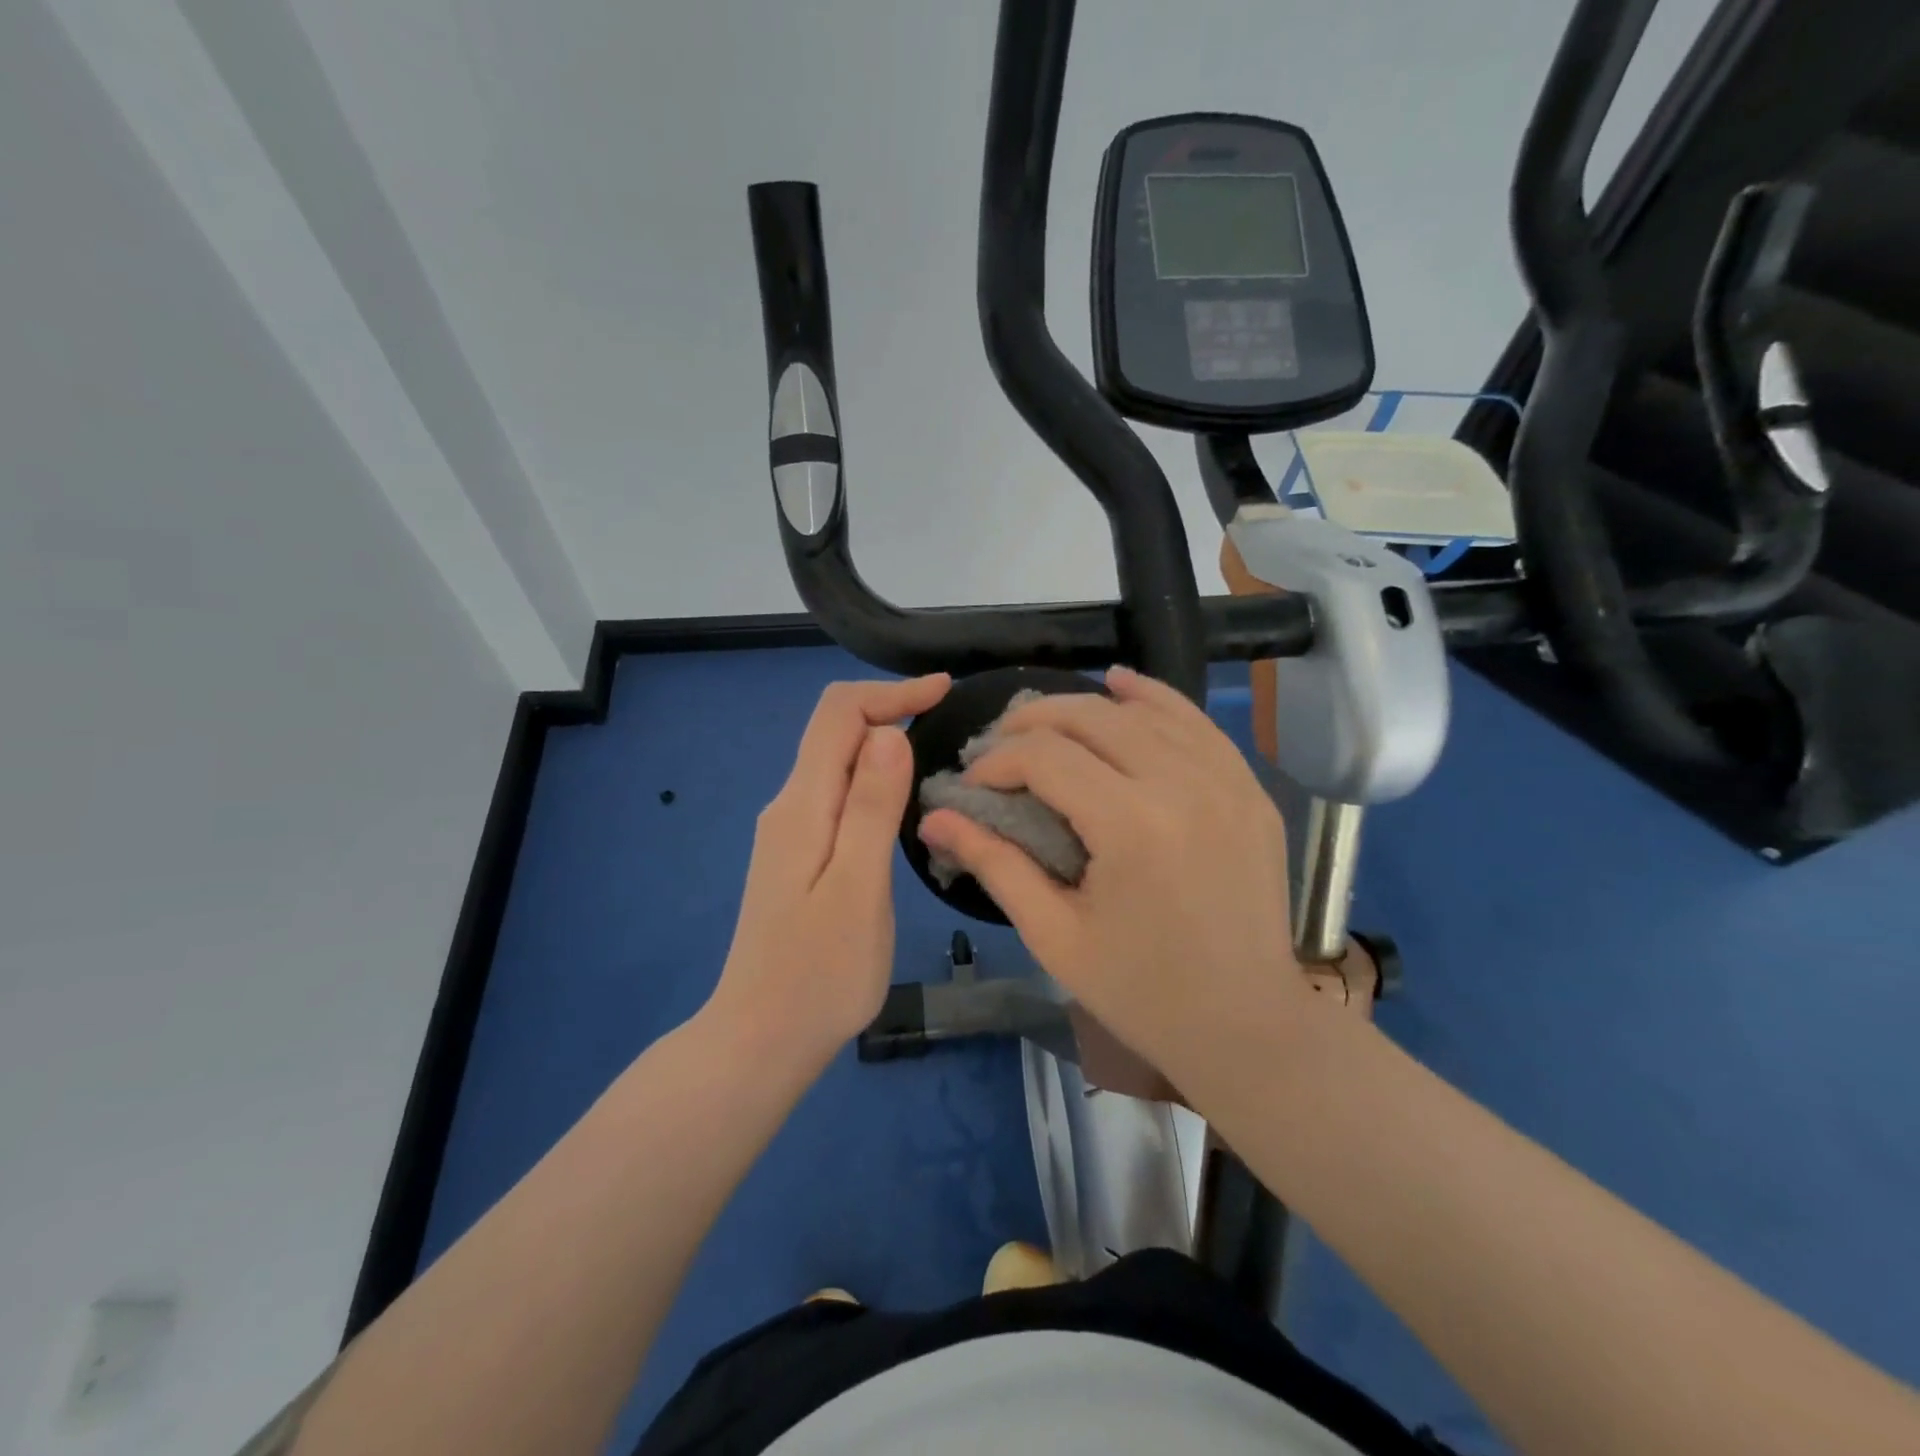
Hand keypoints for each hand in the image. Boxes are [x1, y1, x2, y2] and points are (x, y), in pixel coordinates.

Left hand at [708, 675, 950, 1064]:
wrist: (760, 1040)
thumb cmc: (819, 974)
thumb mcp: (857, 887)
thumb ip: (870, 806)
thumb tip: (889, 732)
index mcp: (802, 805)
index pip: (838, 714)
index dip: (891, 691)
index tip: (944, 692)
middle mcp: (788, 806)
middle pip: (835, 731)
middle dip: (891, 710)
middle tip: (953, 722)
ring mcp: (789, 832)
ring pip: (837, 762)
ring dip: (884, 744)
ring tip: (940, 756)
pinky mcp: (798, 856)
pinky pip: (837, 794)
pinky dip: (874, 779)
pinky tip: (904, 802)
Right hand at [917, 666, 1311, 1081]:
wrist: (1249, 1025)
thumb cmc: (1142, 992)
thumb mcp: (1055, 935)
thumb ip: (994, 864)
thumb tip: (934, 818)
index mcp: (1131, 826)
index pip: (1046, 757)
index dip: (997, 761)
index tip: (973, 783)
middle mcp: (1182, 785)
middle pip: (1090, 718)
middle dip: (1031, 723)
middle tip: (998, 746)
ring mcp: (1226, 781)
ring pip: (1142, 711)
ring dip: (1084, 707)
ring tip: (1043, 723)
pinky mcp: (1249, 789)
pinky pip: (1196, 723)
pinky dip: (1154, 698)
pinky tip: (1121, 685)